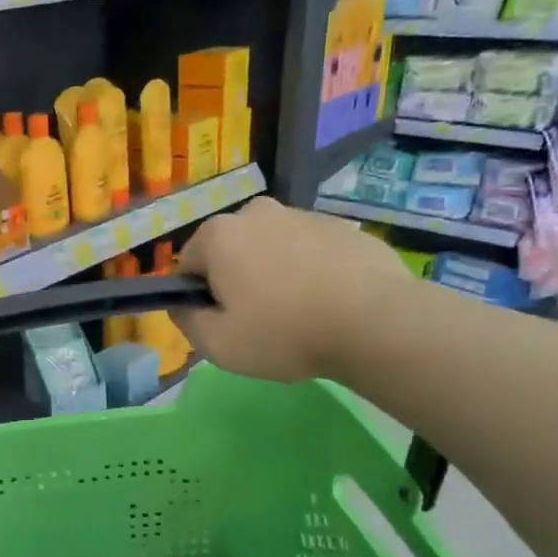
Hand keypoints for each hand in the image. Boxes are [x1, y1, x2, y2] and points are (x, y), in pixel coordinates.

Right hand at [176, 197, 409, 382]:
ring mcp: (302, 214)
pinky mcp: (340, 225)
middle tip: (259, 320)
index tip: (222, 322)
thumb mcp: (217, 344)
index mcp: (219, 235)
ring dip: (273, 273)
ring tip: (298, 313)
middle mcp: (256, 212)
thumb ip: (186, 321)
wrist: (375, 322)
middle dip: (236, 279)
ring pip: (270, 247)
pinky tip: (327, 302)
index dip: (199, 297)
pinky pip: (308, 250)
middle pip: (230, 250)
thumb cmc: (284, 333)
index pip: (188, 264)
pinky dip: (309, 270)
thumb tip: (181, 304)